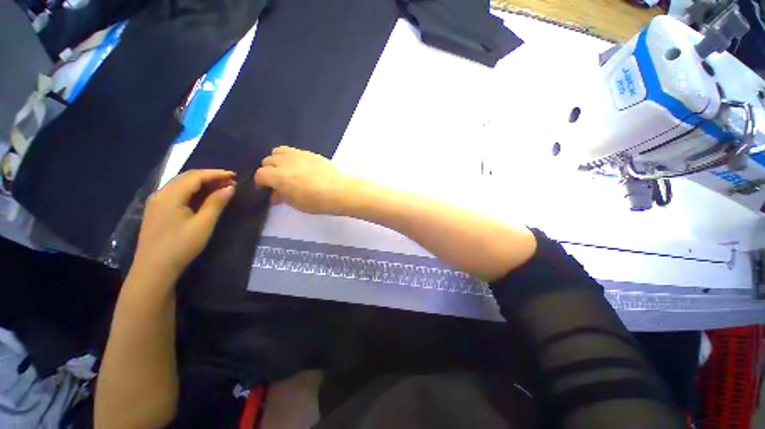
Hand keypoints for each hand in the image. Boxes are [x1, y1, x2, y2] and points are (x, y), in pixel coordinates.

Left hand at [132, 170, 235, 279]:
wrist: (153, 270)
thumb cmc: (180, 246)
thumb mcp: (203, 225)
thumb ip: (216, 203)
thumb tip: (230, 187)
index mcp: (170, 196)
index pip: (194, 176)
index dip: (215, 174)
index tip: (234, 175)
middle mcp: (160, 194)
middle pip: (186, 177)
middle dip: (209, 176)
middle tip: (230, 180)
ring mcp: (156, 202)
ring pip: (180, 184)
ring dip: (201, 182)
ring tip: (220, 186)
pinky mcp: (157, 211)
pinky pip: (176, 193)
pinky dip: (192, 190)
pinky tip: (202, 196)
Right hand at [254, 146, 349, 214]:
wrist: (340, 191)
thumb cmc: (317, 201)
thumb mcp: (295, 203)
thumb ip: (282, 196)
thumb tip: (276, 194)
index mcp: (278, 176)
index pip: (260, 175)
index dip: (260, 183)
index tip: (266, 190)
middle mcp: (285, 162)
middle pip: (268, 161)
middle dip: (269, 171)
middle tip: (277, 182)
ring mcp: (298, 155)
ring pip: (279, 151)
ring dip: (278, 160)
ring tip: (286, 171)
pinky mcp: (310, 153)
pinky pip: (294, 151)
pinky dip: (291, 157)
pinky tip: (300, 167)